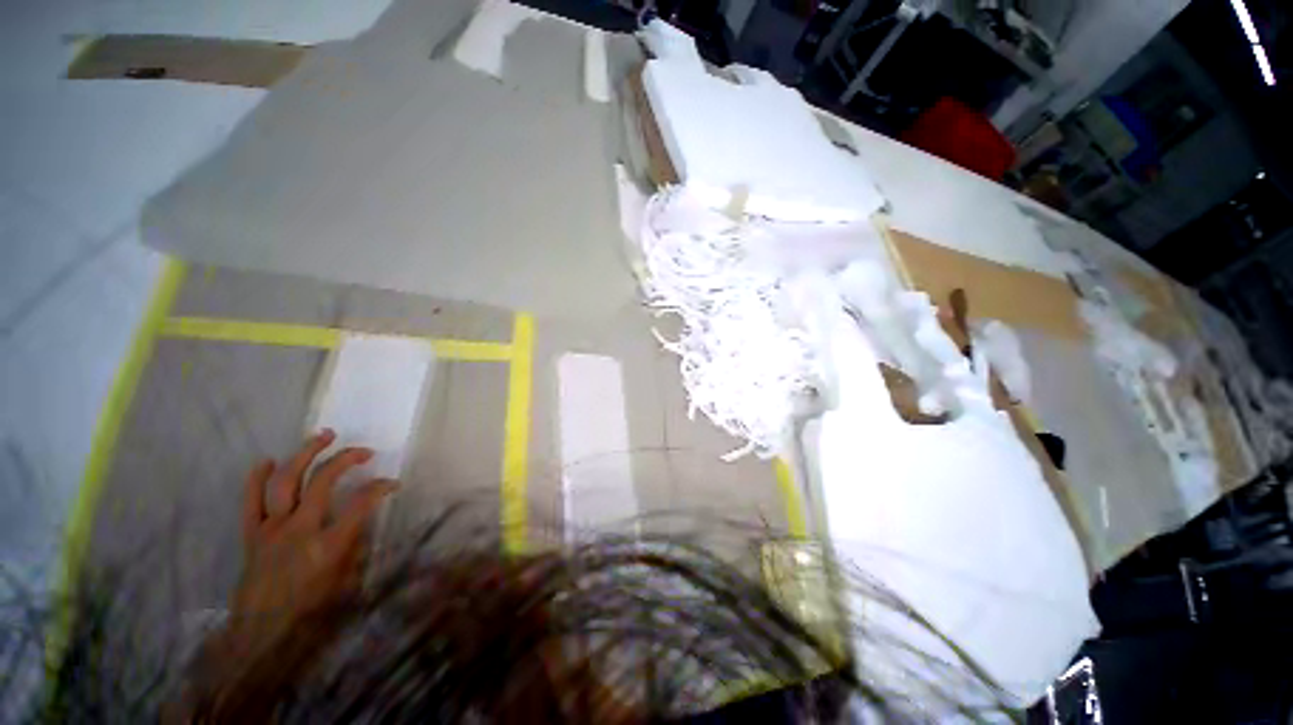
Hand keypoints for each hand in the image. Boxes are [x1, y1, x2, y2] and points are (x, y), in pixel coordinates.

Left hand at [173, 431, 396, 721]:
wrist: (261, 636)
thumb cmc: (312, 614)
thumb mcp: (347, 583)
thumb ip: (357, 547)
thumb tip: (366, 519)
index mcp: (328, 546)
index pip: (362, 503)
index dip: (381, 487)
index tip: (393, 483)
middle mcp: (299, 530)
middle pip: (322, 481)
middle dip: (346, 458)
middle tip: (363, 450)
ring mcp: (271, 530)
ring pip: (286, 480)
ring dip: (305, 454)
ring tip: (322, 436)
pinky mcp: (252, 534)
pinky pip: (251, 500)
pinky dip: (257, 478)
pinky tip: (267, 461)